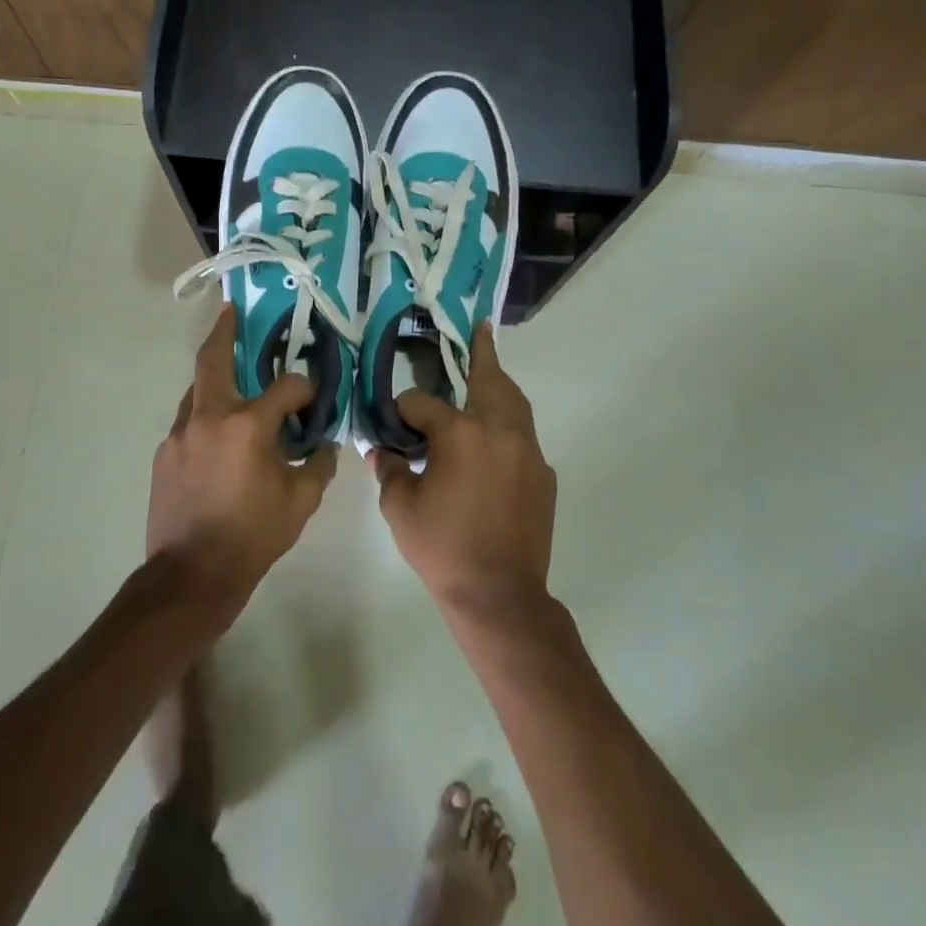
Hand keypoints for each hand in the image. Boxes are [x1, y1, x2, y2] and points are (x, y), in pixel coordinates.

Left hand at [148, 306, 337, 625]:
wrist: (191, 574)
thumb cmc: (252, 536)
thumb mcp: (301, 502)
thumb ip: (318, 465)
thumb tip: (325, 445)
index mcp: (247, 425)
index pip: (286, 387)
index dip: (305, 388)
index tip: (314, 398)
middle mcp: (209, 417)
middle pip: (213, 359)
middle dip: (223, 331)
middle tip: (231, 311)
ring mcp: (180, 434)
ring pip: (197, 391)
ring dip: (216, 379)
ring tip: (232, 380)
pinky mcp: (164, 454)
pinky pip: (189, 423)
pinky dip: (206, 418)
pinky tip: (219, 439)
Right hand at [371, 322, 556, 616]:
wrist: (500, 595)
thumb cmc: (444, 549)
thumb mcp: (401, 509)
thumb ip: (390, 471)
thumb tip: (381, 451)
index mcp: (461, 434)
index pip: (422, 403)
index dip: (402, 411)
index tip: (392, 424)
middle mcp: (499, 431)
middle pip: (489, 379)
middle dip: (481, 354)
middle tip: (480, 330)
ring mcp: (527, 451)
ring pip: (515, 402)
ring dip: (499, 383)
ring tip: (490, 369)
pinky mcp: (543, 474)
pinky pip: (524, 436)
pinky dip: (508, 424)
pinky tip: (493, 438)